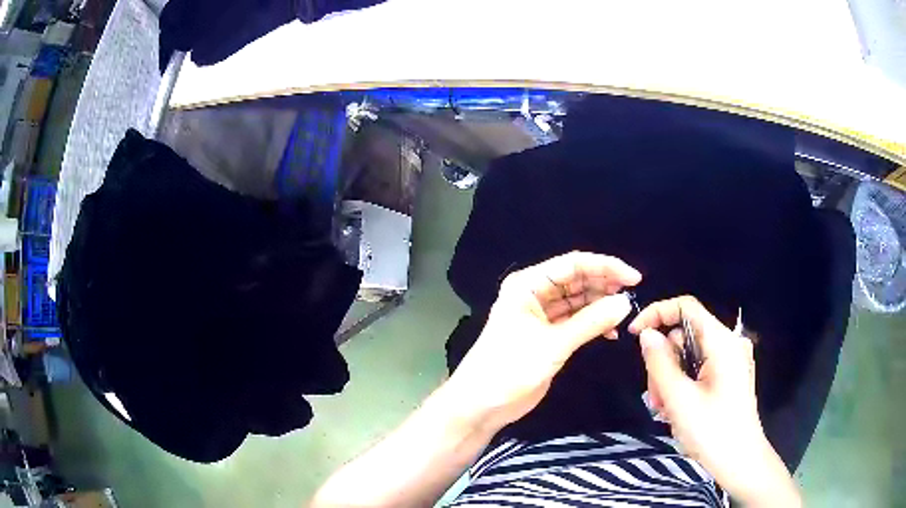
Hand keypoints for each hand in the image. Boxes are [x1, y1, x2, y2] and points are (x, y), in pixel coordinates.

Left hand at [445, 252, 641, 432]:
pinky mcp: (548, 336)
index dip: (605, 267)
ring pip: (578, 301)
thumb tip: (625, 302)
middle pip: (576, 280)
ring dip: (601, 305)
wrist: (482, 404)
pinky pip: (576, 321)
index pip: (572, 265)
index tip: (634, 278)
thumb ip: (591, 322)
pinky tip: (611, 332)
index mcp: (528, 285)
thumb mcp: (553, 344)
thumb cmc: (510, 368)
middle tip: (631, 295)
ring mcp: (541, 316)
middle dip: (604, 285)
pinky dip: (593, 324)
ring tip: (624, 313)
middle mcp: (535, 295)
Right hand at [629, 296, 800, 506]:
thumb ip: (659, 362)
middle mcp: (728, 344)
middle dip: (663, 363)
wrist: (739, 462)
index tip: (633, 335)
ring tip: (665, 409)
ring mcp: (730, 361)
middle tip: (656, 397)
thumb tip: (646, 334)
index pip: (686, 307)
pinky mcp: (728, 377)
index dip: (657, 313)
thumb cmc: (712, 431)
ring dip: (670, 379)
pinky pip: (698, 369)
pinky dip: (682, 385)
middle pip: (684, 335)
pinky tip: (676, 409)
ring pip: (688, 355)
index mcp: (721, 342)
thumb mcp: (679, 399)